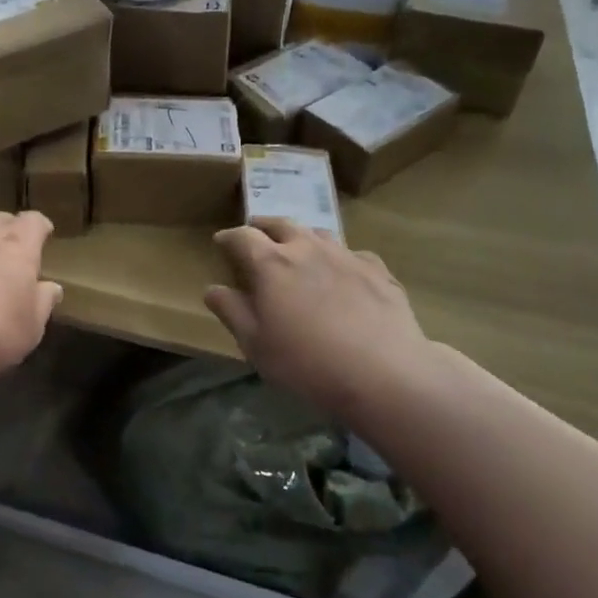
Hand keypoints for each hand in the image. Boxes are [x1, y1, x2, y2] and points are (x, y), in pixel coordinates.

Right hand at [204, 219, 443, 414]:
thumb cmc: (307, 362)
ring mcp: (345, 256)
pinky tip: (343, 275)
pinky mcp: (377, 270)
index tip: (221, 242)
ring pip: (317, 233)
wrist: (384, 373)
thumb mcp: (256, 344)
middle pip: (280, 223)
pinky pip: (352, 254)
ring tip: (297, 249)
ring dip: (301, 237)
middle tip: (255, 233)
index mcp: (271, 263)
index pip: (242, 237)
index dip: (228, 237)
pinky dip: (339, 259)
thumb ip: (232, 311)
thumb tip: (213, 288)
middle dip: (263, 226)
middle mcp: (306, 249)